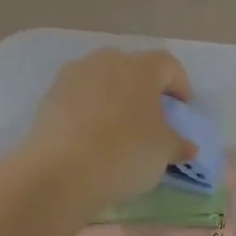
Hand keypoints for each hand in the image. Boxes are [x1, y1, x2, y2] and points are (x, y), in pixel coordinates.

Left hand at [22, 49, 194, 220]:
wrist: (60, 172)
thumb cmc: (125, 153)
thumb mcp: (164, 152)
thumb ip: (179, 144)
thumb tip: (187, 147)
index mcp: (141, 68)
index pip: (168, 65)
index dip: (180, 85)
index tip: (182, 109)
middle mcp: (106, 62)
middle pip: (132, 67)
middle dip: (144, 88)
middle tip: (150, 116)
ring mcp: (73, 77)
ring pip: (102, 80)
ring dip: (114, 97)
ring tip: (119, 127)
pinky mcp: (49, 98)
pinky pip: (78, 97)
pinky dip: (89, 110)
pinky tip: (92, 137)